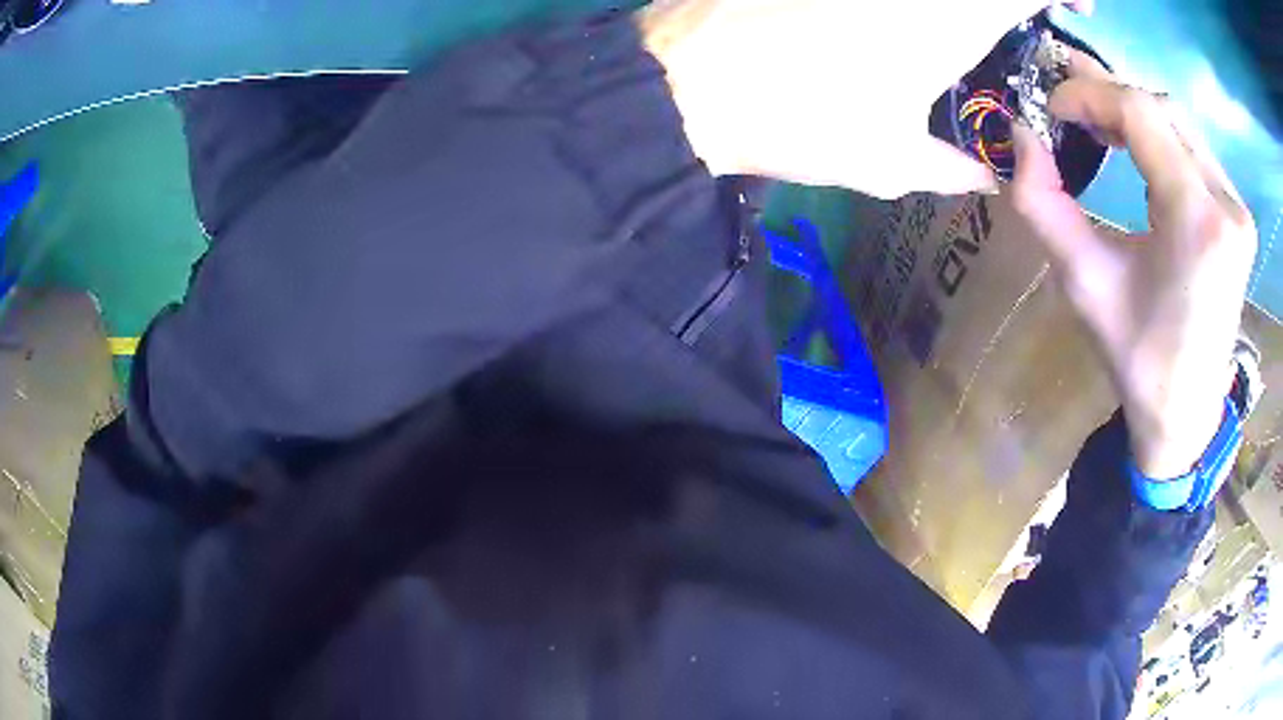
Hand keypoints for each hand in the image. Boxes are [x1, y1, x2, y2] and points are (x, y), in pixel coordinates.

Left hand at [643, 0, 1092, 197]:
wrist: (680, 84)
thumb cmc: (793, 121)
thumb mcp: (888, 159)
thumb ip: (954, 166)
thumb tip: (992, 175)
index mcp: (947, 16)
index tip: (1078, 5)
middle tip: (1026, 13)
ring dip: (970, 3)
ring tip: (969, 24)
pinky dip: (919, 4)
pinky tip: (907, 18)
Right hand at [1007, 53, 1256, 478]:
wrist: (1185, 412)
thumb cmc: (1137, 359)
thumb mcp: (1083, 283)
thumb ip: (1043, 205)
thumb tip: (1019, 135)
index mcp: (1196, 222)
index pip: (1140, 114)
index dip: (1089, 95)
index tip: (1051, 108)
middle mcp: (1226, 204)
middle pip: (1162, 108)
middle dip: (1109, 95)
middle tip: (1067, 98)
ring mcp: (1237, 209)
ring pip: (1179, 123)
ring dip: (1134, 113)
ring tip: (1096, 119)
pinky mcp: (1237, 216)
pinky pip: (1194, 150)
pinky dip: (1159, 136)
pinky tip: (1135, 147)